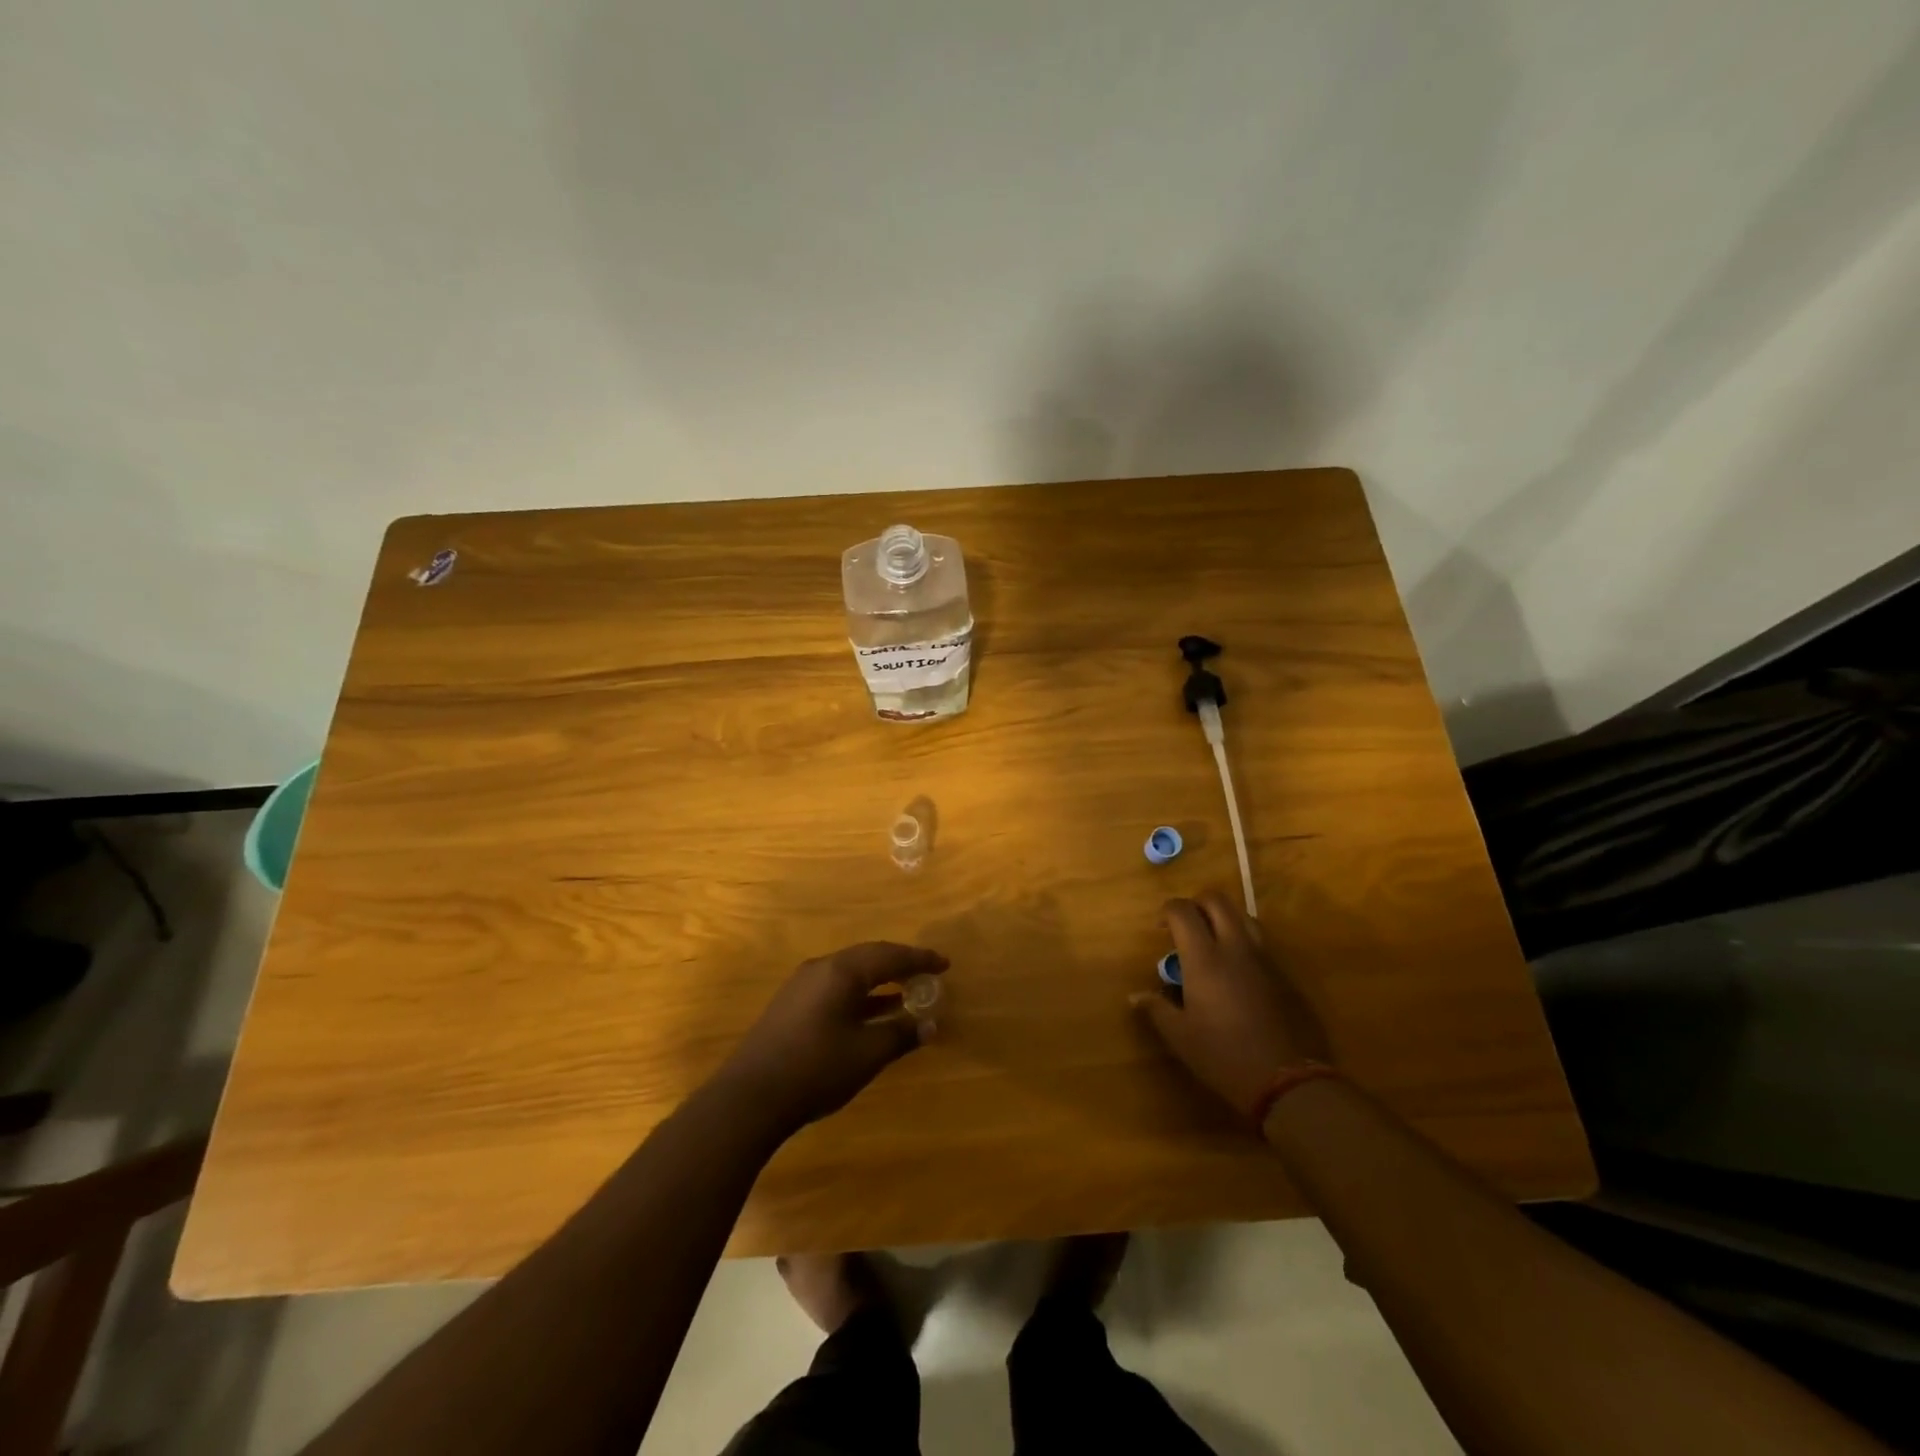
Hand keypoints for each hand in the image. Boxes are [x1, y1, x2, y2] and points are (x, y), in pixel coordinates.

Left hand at [715, 942, 947, 1135]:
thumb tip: (930, 1024)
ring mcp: (802, 985)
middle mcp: (821, 968)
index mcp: (842, 971)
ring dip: (879, 980)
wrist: (749, 1098)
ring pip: (850, 972)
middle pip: (869, 957)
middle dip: (900, 964)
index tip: (945, 964)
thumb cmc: (816, 1069)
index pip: (890, 955)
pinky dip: (860, 994)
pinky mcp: (791, 1005)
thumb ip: (901, 1035)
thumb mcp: (866, 1054)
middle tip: (926, 973)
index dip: (920, 959)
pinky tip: (871, 1013)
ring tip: (905, 992)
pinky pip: (835, 987)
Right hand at [1134, 891, 1329, 1119]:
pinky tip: (1235, 968)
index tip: (1160, 928)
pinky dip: (1242, 940)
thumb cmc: (1223, 1055)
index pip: (1183, 911)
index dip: (1168, 911)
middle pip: (1217, 901)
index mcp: (1204, 958)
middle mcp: (1234, 948)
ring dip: (1223, 917)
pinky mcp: (1282, 974)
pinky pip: (1259, 941)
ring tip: (1211, 940)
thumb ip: (1156, 1008)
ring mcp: (1262, 959)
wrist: (1286, 1079)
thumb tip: (1135, 996)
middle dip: (1196, 903)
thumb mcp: (1180, 1036)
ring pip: (1243, 916)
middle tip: (1185, 925)